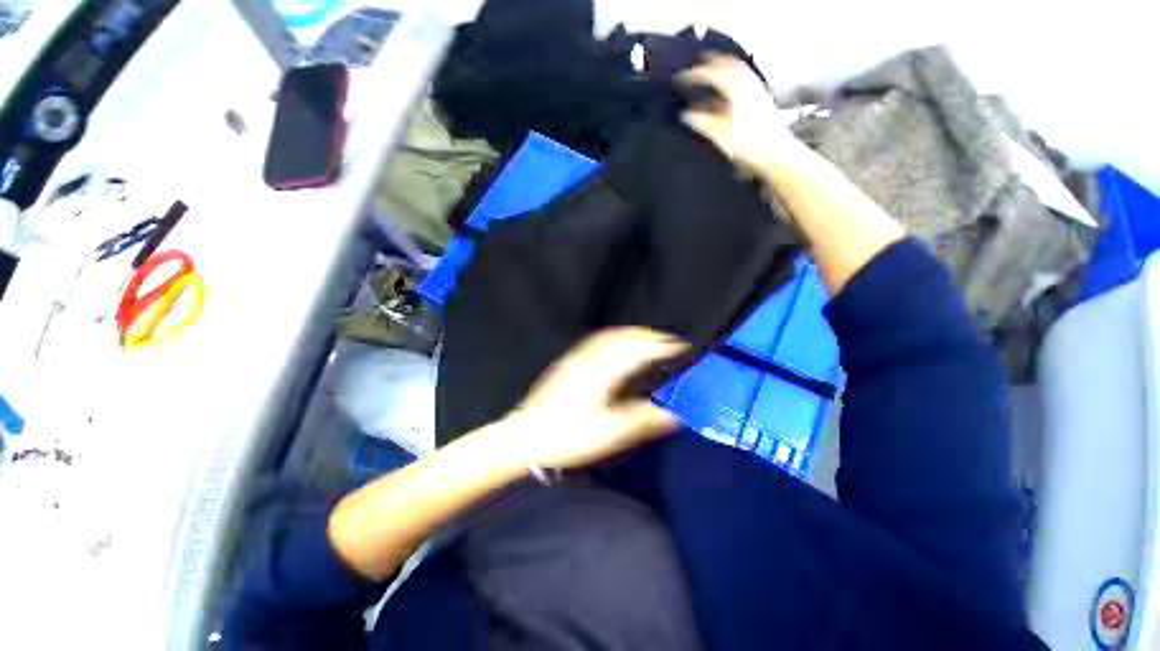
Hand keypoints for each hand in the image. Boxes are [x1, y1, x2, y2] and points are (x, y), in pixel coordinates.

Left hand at [499, 328, 686, 469]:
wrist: (524, 437)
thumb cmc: (566, 436)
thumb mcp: (608, 434)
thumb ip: (641, 421)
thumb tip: (672, 415)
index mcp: (600, 372)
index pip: (636, 350)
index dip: (660, 345)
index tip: (680, 344)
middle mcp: (587, 359)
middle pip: (620, 336)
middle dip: (646, 335)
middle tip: (667, 340)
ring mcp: (574, 360)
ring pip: (606, 337)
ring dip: (630, 334)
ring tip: (646, 340)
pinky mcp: (565, 365)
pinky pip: (595, 343)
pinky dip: (613, 339)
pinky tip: (615, 350)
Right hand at [678, 55, 803, 175]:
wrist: (775, 153)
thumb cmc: (748, 143)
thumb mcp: (718, 134)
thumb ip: (700, 121)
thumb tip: (685, 114)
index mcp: (735, 87)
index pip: (711, 73)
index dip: (694, 74)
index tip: (680, 78)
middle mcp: (747, 83)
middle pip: (728, 65)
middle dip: (711, 63)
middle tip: (697, 64)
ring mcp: (757, 91)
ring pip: (738, 71)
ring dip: (724, 68)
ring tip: (712, 71)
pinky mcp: (762, 101)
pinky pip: (745, 81)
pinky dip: (733, 79)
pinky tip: (728, 89)